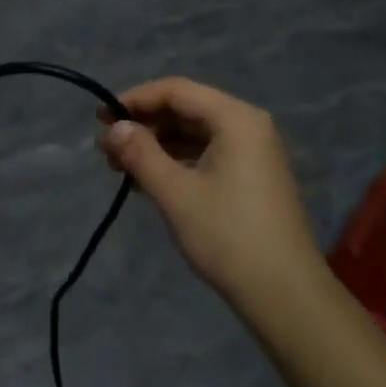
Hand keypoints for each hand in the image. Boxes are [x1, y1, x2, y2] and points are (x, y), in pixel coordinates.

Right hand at [98, 78, 320, 310]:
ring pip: (194, 134)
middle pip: (186, 110)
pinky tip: (148, 181)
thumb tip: (114, 128)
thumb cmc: (228, 237)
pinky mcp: (251, 177)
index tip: (100, 118)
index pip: (176, 91)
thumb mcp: (176, 193)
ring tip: (119, 167)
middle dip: (144, 125)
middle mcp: (247, 125)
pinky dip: (176, 162)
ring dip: (157, 145)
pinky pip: (207, 154)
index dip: (135, 99)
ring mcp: (253, 152)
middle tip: (106, 148)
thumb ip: (141, 154)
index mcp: (235, 118)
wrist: (285, 295)